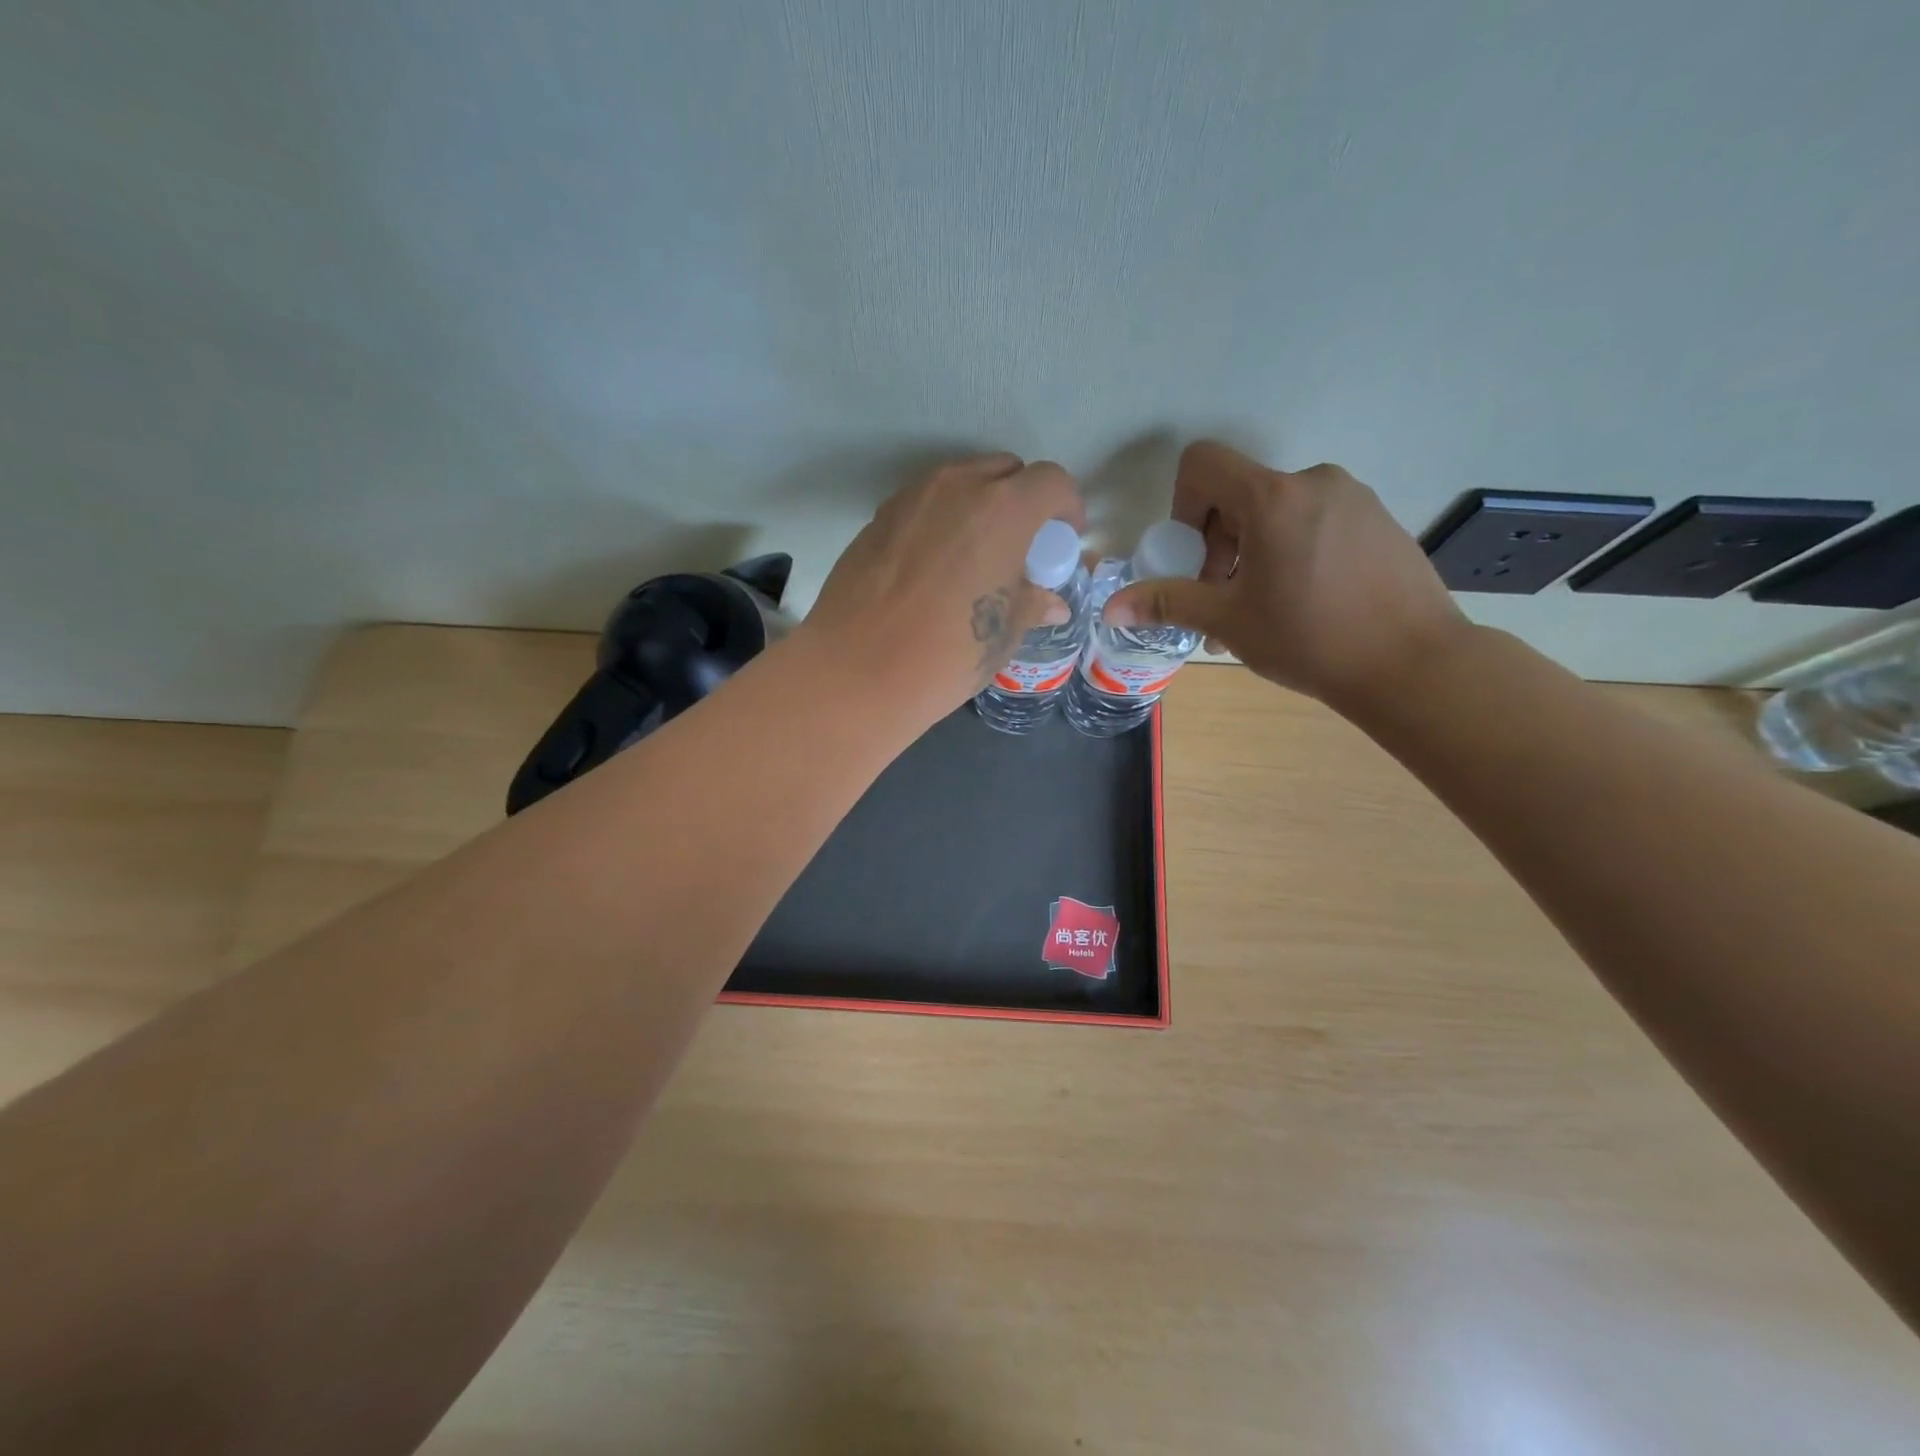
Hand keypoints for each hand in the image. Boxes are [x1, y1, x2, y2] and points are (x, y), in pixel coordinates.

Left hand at [801, 453, 1086, 721]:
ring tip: (977, 553)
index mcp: (1003, 509)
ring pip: (960, 481)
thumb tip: (1051, 603)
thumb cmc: (947, 654)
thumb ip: (1032, 604)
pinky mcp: (878, 518)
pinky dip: (941, 519)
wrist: (858, 671)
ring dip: (980, 504)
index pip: (1051, 481)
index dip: (1067, 507)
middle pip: (1005, 470)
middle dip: (1024, 498)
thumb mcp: (1003, 634)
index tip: (1064, 538)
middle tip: (1022, 543)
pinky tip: (935, 565)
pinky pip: (924, 503)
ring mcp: (911, 498)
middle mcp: (957, 487)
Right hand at [1105, 442, 1467, 710]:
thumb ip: (1167, 602)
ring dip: (1252, 553)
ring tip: (1261, 610)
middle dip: (1217, 543)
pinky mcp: (1379, 520)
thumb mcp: (1228, 621)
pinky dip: (1291, 552)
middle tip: (1223, 599)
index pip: (1203, 462)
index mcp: (1272, 497)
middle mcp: (1313, 482)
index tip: (1194, 557)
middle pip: (1239, 493)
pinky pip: (1314, 522)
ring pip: (1277, 512)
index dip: (1183, 504)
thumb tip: (1111, 606)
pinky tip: (1304, 603)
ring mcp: (1353, 498)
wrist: (1414, 664)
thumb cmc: (1310, 638)